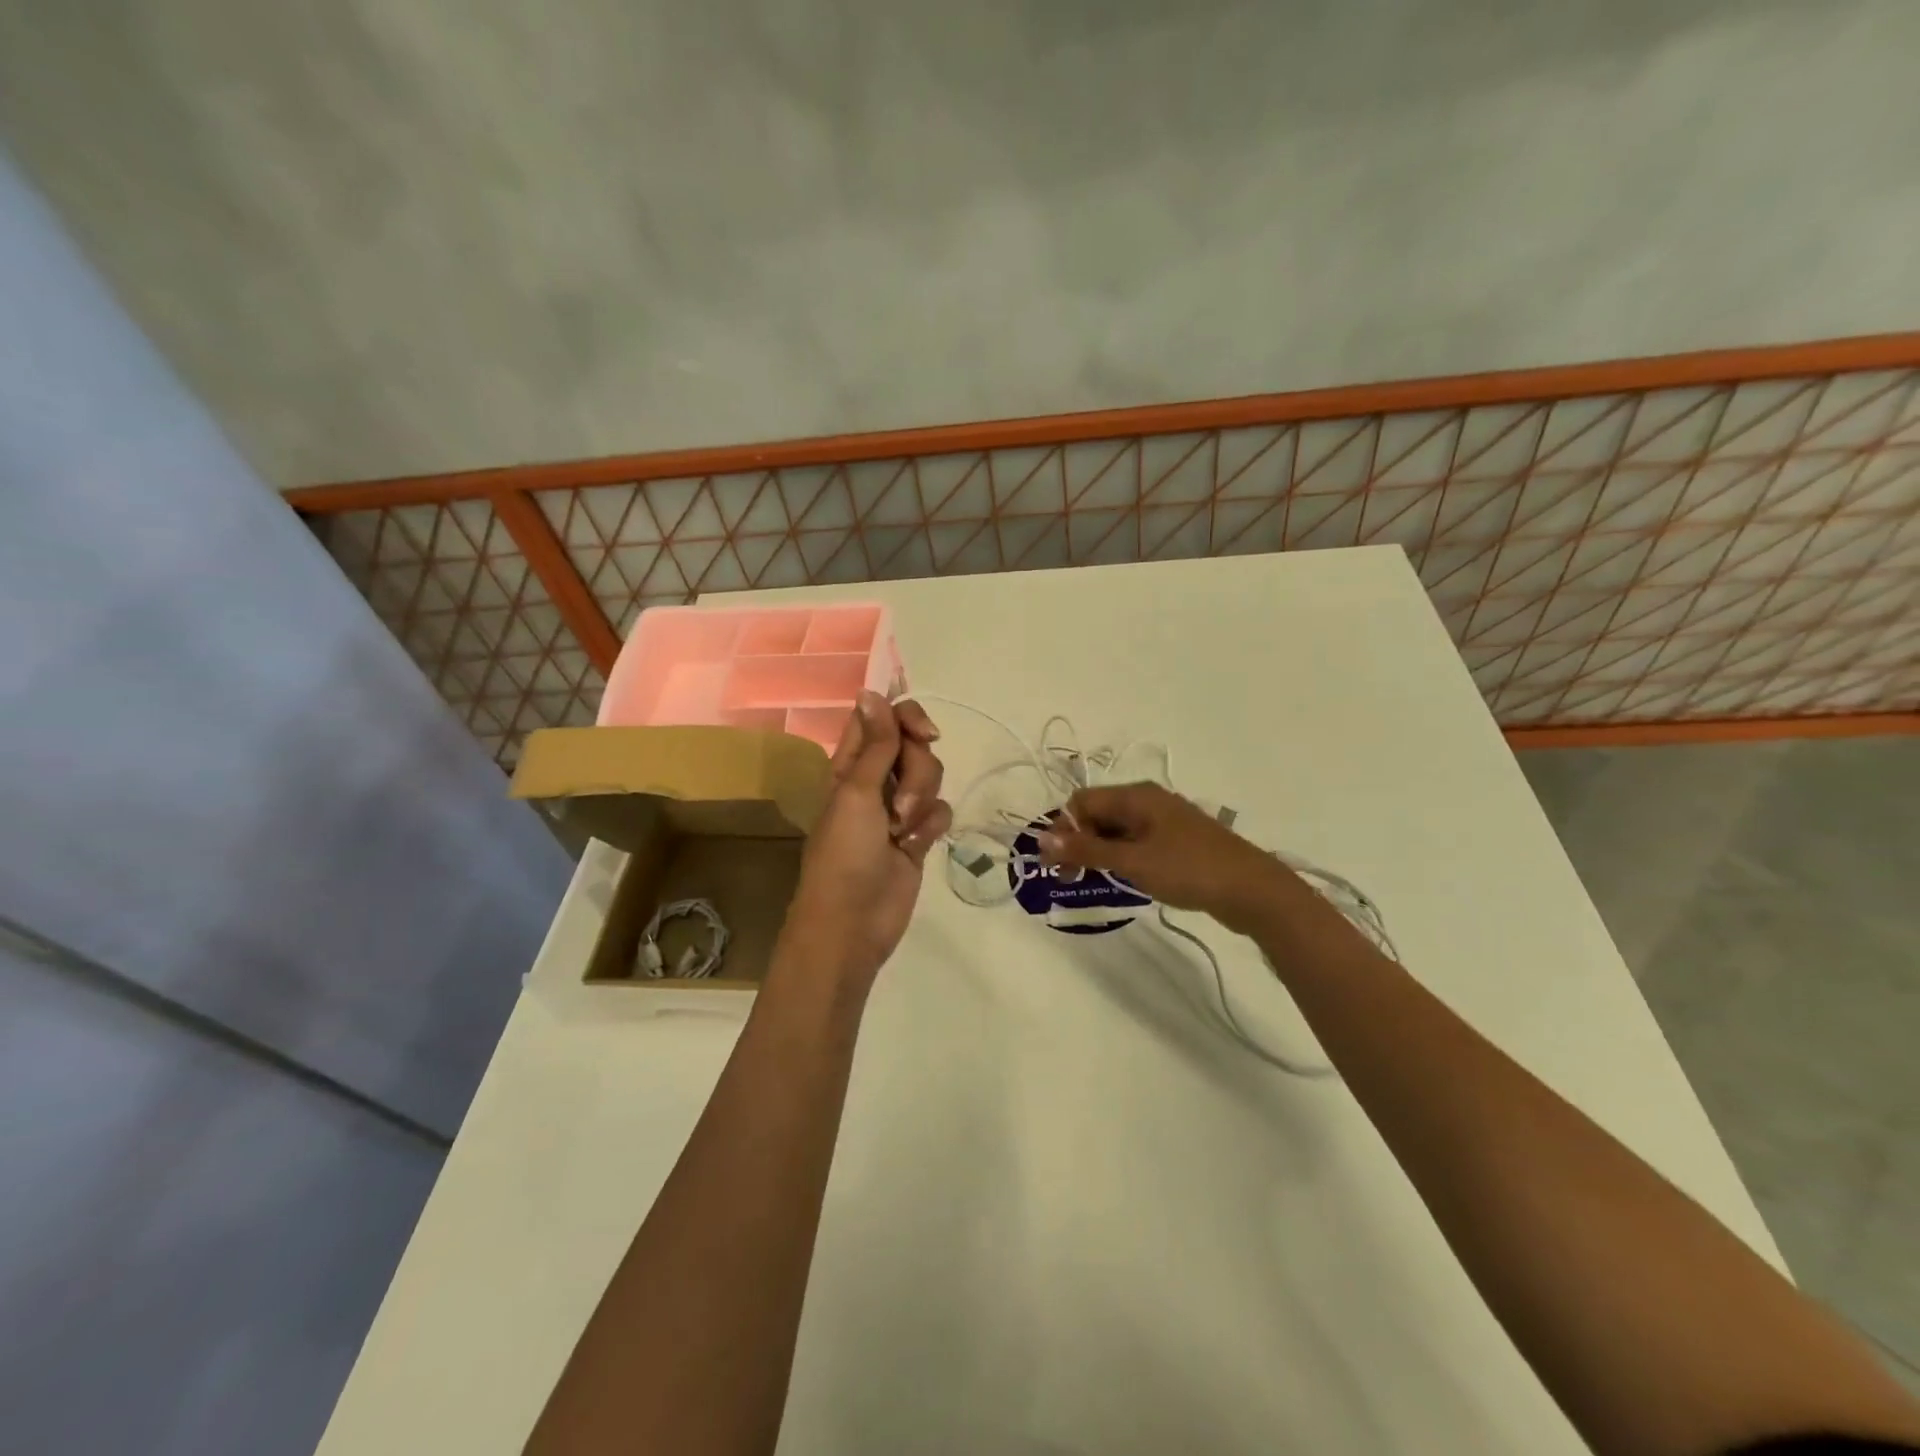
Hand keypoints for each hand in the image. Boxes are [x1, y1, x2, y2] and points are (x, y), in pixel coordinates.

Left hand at [782, 692, 952, 989]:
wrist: (853, 923)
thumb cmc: (844, 854)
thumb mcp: (858, 792)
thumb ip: (876, 744)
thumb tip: (872, 690)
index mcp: (851, 764)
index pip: (882, 719)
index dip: (904, 717)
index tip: (924, 733)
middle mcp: (876, 779)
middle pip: (915, 746)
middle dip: (918, 771)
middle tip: (901, 803)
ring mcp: (899, 807)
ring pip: (931, 776)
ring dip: (923, 800)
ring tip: (903, 831)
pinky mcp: (918, 835)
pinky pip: (940, 810)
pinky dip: (931, 825)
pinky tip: (915, 846)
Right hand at [1036, 782, 1291, 935]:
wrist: (1252, 890)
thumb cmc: (1188, 869)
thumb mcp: (1132, 861)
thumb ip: (1087, 849)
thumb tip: (1042, 839)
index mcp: (1137, 796)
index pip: (1082, 802)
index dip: (1063, 829)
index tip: (1054, 864)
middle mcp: (1148, 801)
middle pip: (1098, 814)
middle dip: (1078, 841)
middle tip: (1067, 877)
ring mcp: (1164, 822)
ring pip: (1116, 830)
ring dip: (1097, 852)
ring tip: (1089, 880)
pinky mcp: (1176, 842)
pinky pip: (1135, 843)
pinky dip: (1120, 858)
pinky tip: (1120, 879)